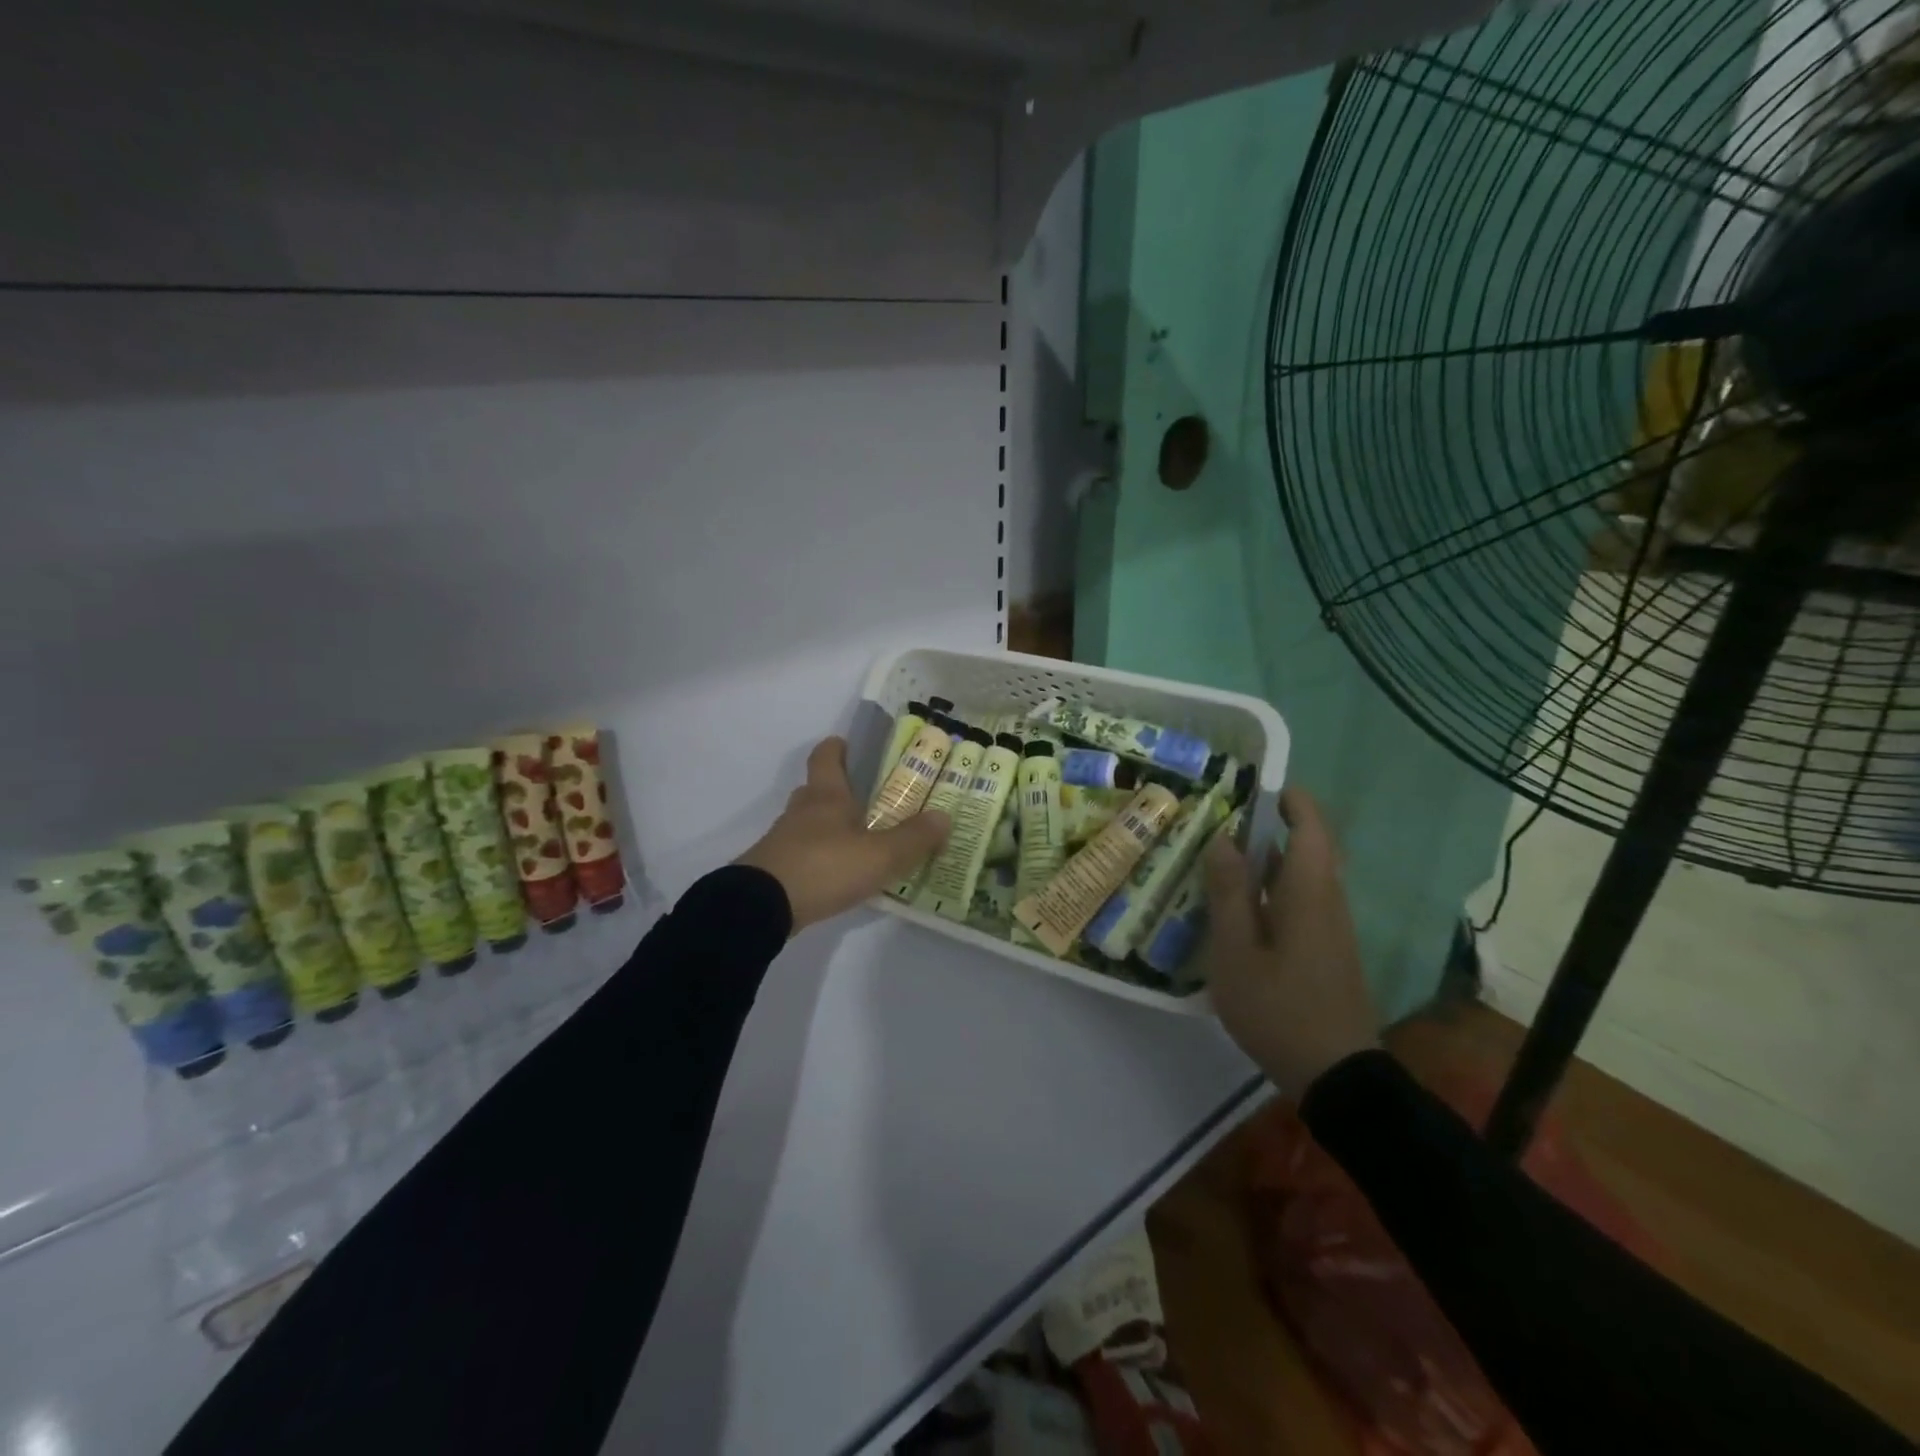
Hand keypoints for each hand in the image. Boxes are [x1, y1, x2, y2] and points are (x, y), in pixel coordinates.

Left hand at [737, 737, 951, 933]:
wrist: (761, 907)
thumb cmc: (824, 867)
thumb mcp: (880, 855)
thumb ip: (914, 838)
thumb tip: (944, 817)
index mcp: (826, 796)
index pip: (825, 757)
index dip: (837, 748)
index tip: (848, 744)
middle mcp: (802, 811)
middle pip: (816, 790)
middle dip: (838, 790)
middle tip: (867, 800)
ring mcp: (784, 840)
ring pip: (809, 823)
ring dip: (830, 827)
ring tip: (860, 842)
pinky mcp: (775, 869)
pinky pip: (802, 853)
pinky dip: (820, 857)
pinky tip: (839, 875)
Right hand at [1202, 786, 1378, 1093]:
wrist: (1338, 1077)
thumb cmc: (1280, 1009)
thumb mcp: (1237, 952)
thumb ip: (1229, 892)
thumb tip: (1223, 839)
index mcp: (1309, 891)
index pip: (1311, 825)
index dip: (1288, 798)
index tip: (1251, 785)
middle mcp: (1329, 899)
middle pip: (1307, 845)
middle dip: (1269, 825)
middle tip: (1218, 821)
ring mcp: (1332, 926)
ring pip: (1302, 874)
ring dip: (1266, 858)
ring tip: (1217, 858)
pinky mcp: (1328, 948)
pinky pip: (1301, 900)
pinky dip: (1271, 888)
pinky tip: (1237, 908)